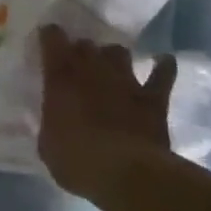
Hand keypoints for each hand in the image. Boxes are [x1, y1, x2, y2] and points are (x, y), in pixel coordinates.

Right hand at [37, 24, 176, 198]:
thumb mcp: (47, 145)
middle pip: (86, 44)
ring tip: (110, 66)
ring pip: (119, 52)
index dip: (50, 36)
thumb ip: (50, 123)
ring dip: (113, 57)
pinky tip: (162, 63)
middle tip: (77, 64)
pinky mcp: (153, 97)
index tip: (48, 39)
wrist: (127, 175)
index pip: (53, 39)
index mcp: (61, 78)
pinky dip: (163, 66)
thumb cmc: (77, 161)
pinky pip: (163, 73)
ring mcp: (126, 81)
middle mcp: (93, 70)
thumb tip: (54, 119)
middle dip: (81, 50)